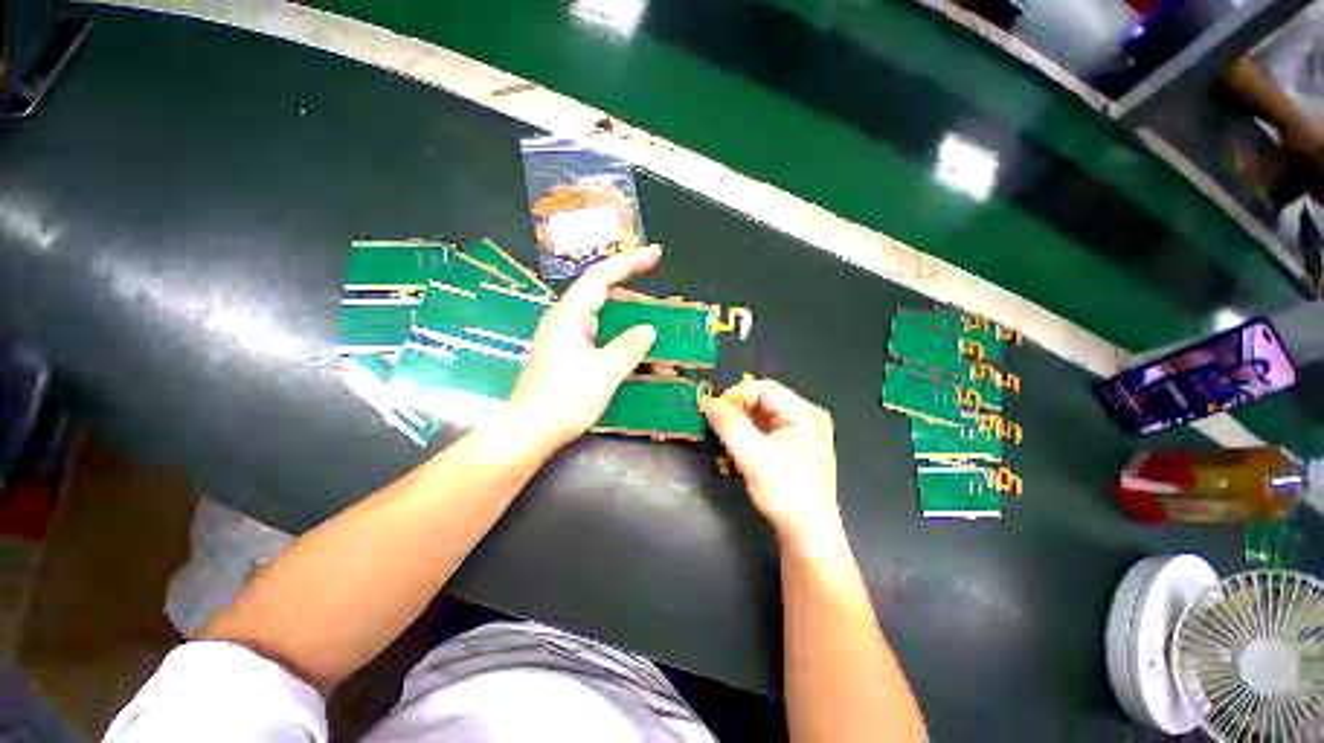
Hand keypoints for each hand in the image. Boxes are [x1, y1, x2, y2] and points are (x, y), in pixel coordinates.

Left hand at [507, 245, 661, 448]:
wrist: (529, 431)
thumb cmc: (565, 399)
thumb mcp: (605, 373)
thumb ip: (630, 347)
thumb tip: (648, 329)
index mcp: (569, 315)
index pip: (601, 276)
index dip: (630, 262)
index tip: (656, 254)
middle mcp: (562, 320)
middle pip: (600, 294)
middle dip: (634, 296)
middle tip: (664, 305)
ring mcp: (561, 338)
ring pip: (600, 317)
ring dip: (628, 323)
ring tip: (656, 332)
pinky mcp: (562, 357)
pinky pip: (595, 337)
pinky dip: (617, 340)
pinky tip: (634, 354)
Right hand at [703, 378, 843, 554]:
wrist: (809, 531)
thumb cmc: (785, 490)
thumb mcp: (752, 455)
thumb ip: (730, 425)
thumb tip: (709, 403)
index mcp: (805, 413)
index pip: (765, 388)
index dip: (737, 396)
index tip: (712, 413)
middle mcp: (810, 419)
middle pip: (768, 402)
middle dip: (740, 413)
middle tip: (716, 429)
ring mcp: (808, 438)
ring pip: (768, 421)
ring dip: (745, 428)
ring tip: (726, 442)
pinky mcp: (801, 455)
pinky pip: (773, 436)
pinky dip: (755, 440)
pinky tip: (741, 454)